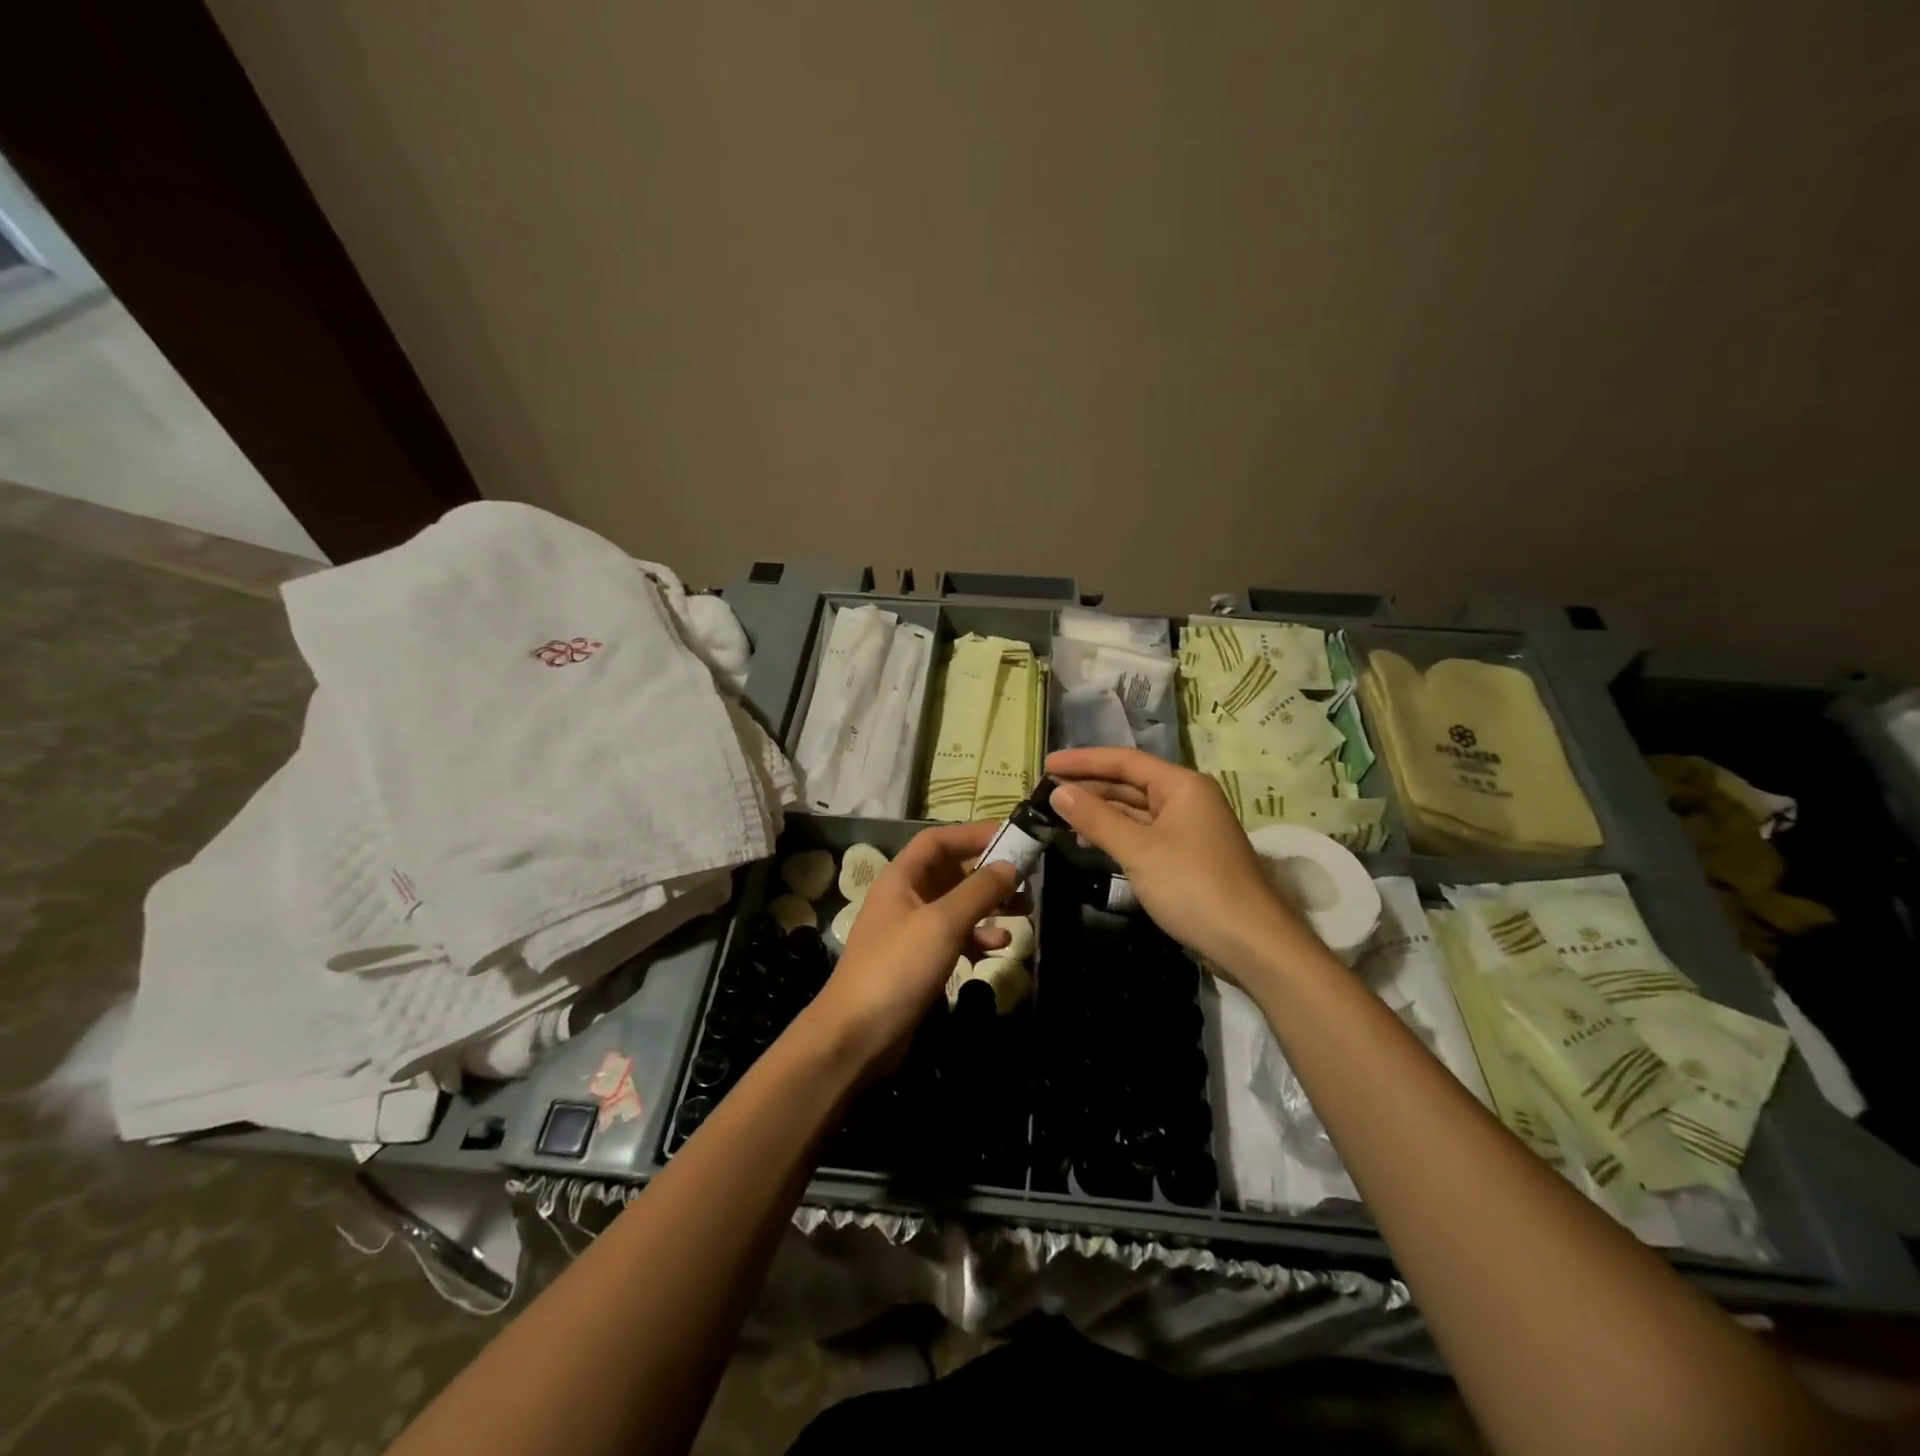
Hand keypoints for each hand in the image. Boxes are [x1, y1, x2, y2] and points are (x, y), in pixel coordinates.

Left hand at [799, 823, 1017, 1078]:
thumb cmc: (898, 968)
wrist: (856, 1036)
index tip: (1013, 837)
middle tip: (1027, 878)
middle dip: (989, 872)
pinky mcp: (919, 960)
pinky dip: (977, 937)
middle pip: (951, 871)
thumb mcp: (942, 924)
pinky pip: (954, 936)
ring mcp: (911, 929)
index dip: (974, 833)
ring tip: (1026, 910)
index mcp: (901, 877)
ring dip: (989, 905)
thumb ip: (978, 891)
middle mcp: (905, 896)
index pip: (939, 840)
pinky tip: (1000, 946)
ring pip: (957, 905)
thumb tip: (1010, 865)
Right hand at [1044, 747, 1311, 977]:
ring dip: (1100, 813)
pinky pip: (1144, 834)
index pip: (1125, 761)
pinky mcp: (1187, 857)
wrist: (1251, 943)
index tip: (1046, 765)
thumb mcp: (1138, 850)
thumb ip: (1096, 818)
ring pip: (1136, 811)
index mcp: (1182, 785)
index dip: (1083, 761)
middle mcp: (1188, 799)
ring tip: (1060, 818)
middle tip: (1046, 793)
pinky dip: (1117, 835)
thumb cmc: (1193, 886)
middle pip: (1130, 783)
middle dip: (1089, 787)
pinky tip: (1090, 843)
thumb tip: (1058, 792)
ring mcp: (1189, 829)